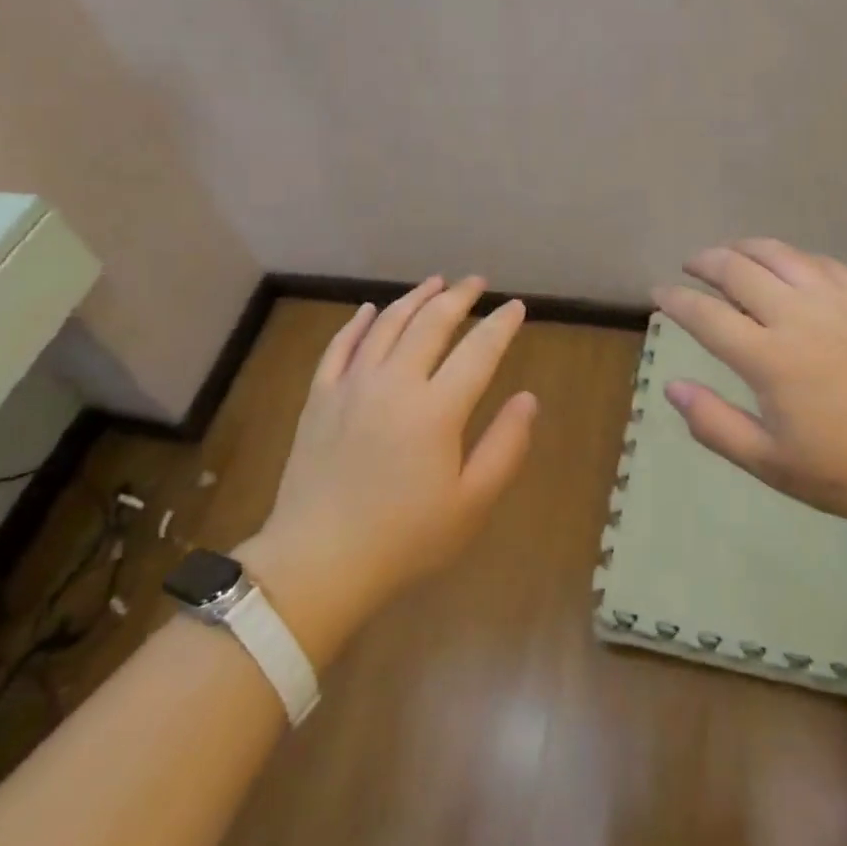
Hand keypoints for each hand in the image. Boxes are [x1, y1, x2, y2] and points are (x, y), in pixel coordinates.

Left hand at [235, 277, 536, 662]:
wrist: (318, 563)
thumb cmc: (404, 539)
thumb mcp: (471, 504)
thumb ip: (505, 447)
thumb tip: (528, 399)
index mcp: (436, 409)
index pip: (478, 351)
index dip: (501, 325)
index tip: (516, 307)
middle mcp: (395, 383)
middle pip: (431, 323)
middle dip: (459, 297)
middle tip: (476, 282)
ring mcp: (352, 385)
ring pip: (387, 324)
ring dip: (414, 298)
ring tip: (434, 283)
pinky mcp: (320, 396)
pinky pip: (340, 345)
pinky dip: (358, 322)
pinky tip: (369, 310)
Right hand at [654, 239, 846, 533]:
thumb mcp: (773, 465)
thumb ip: (715, 425)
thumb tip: (672, 387)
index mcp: (769, 358)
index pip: (706, 315)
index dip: (675, 300)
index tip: (658, 292)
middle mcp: (798, 316)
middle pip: (738, 270)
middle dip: (705, 262)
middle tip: (689, 266)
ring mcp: (837, 301)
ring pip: (779, 254)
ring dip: (744, 248)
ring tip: (729, 254)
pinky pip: (821, 262)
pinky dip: (792, 257)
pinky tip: (787, 266)